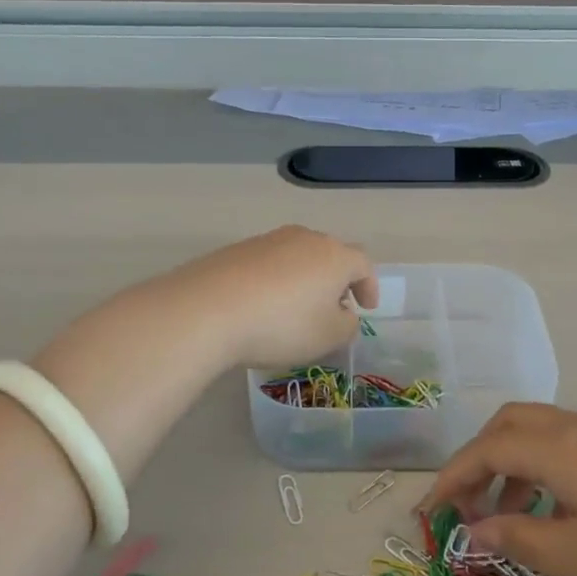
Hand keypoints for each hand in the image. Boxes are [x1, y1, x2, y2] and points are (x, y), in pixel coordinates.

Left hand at [161, 226, 376, 370]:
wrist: (207, 310)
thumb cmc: (281, 325)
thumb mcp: (328, 337)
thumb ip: (347, 325)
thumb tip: (343, 313)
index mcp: (334, 255)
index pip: (363, 264)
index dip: (369, 286)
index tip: (366, 307)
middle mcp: (304, 238)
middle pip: (329, 255)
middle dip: (336, 281)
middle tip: (333, 307)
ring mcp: (267, 240)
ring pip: (297, 257)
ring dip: (304, 280)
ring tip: (295, 309)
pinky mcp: (236, 250)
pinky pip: (267, 264)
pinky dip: (274, 282)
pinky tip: (262, 306)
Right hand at [420, 403, 576, 575]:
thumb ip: (518, 540)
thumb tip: (473, 530)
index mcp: (558, 448)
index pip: (485, 450)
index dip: (450, 479)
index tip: (428, 514)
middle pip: (509, 426)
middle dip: (478, 462)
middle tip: (467, 508)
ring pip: (541, 435)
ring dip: (512, 468)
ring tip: (512, 522)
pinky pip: (570, 447)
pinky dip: (546, 472)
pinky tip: (562, 516)